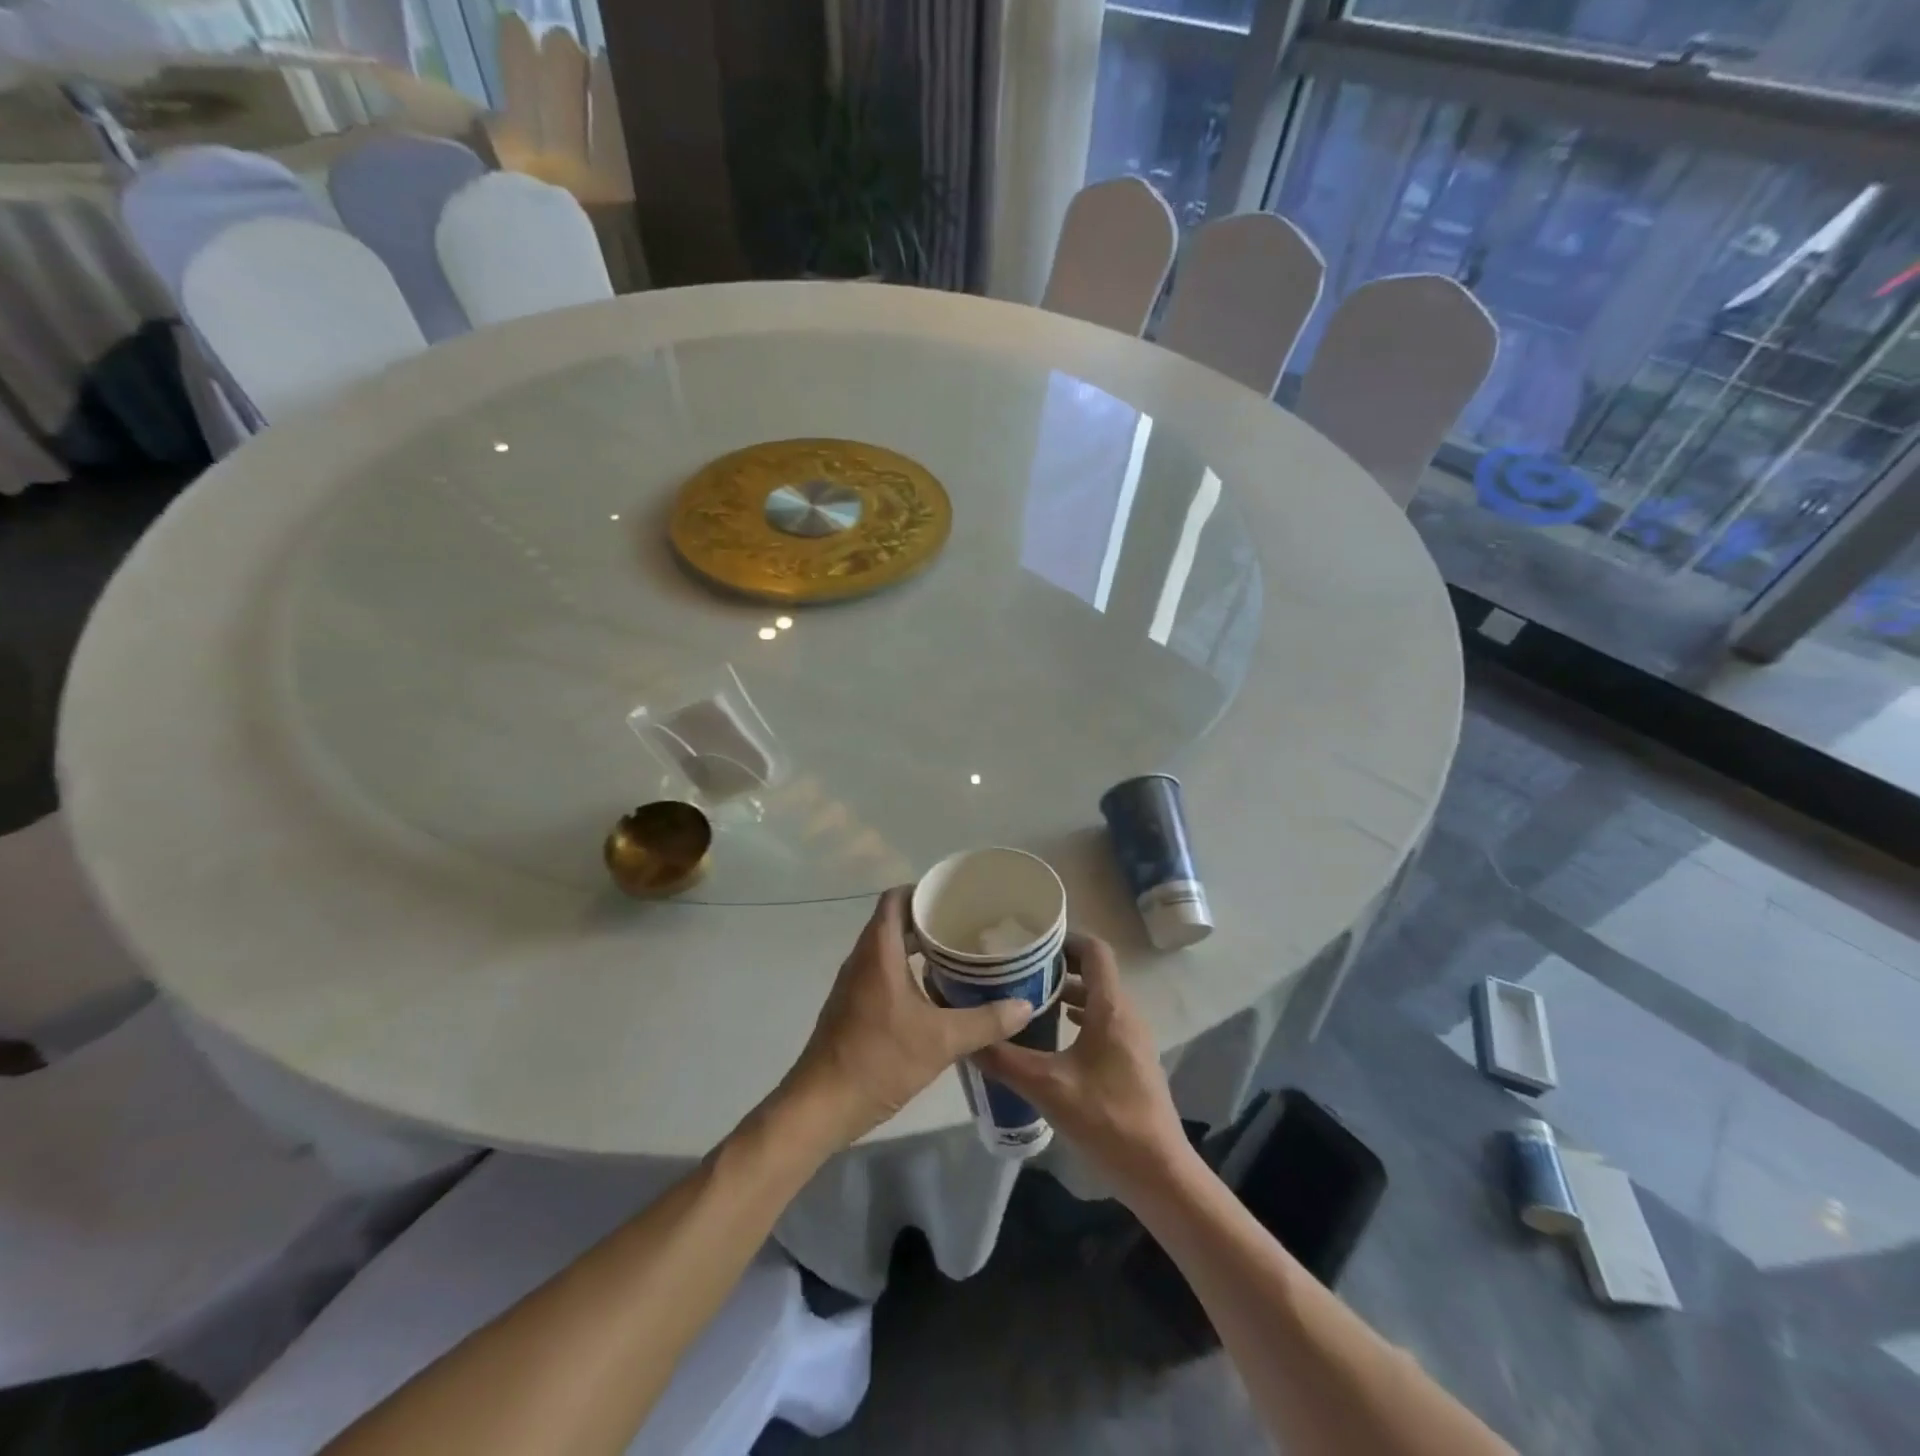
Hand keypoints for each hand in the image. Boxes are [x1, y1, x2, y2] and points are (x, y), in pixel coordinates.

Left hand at [779, 886, 1035, 1148]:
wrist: (821, 1105)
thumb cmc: (878, 1060)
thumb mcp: (941, 1041)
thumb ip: (985, 1022)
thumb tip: (1025, 1005)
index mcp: (878, 952)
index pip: (895, 899)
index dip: (922, 890)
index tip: (955, 896)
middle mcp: (863, 959)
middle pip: (894, 922)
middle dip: (928, 920)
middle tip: (967, 927)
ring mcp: (854, 984)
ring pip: (888, 949)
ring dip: (918, 947)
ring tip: (959, 956)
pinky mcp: (853, 1007)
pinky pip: (882, 972)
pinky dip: (908, 971)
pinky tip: (936, 993)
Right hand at [973, 933, 1188, 1193]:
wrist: (1158, 1173)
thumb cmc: (1106, 1119)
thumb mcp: (1047, 1087)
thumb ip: (1005, 1060)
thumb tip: (967, 1040)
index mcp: (1111, 1008)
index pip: (1094, 951)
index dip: (1065, 939)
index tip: (1030, 943)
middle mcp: (1126, 1014)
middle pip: (1094, 973)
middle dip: (1057, 967)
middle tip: (1018, 972)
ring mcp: (1132, 1039)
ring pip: (1098, 1000)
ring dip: (1067, 995)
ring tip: (1028, 1002)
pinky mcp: (1131, 1062)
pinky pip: (1103, 1023)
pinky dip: (1078, 1019)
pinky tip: (1052, 1039)